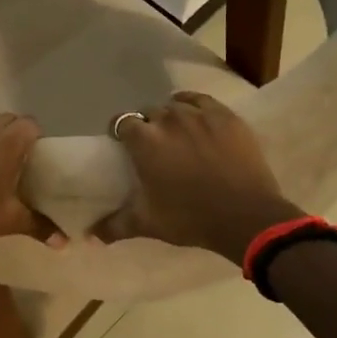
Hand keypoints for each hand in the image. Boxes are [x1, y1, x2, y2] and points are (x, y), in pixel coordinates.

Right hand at [97, 92, 305, 261]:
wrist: (246, 216)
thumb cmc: (190, 218)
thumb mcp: (148, 223)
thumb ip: (114, 226)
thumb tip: (90, 236)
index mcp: (145, 141)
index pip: (122, 122)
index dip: (121, 132)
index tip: (125, 146)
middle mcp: (169, 118)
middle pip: (149, 112)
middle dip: (148, 126)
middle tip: (155, 147)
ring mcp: (200, 114)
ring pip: (177, 104)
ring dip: (173, 116)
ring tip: (179, 134)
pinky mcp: (227, 116)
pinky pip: (203, 101)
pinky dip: (196, 107)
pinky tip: (198, 119)